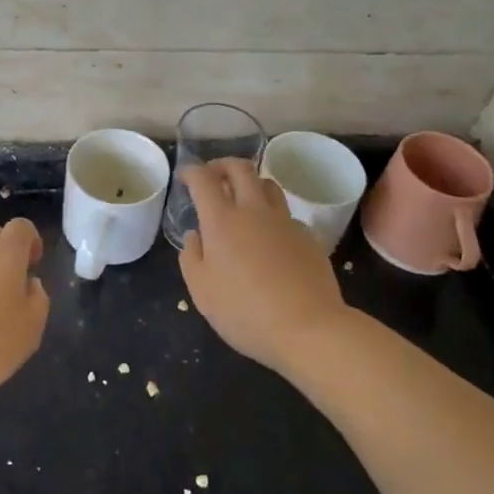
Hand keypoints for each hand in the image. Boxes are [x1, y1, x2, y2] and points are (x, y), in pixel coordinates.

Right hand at [177, 159, 349, 375]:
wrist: (309, 328)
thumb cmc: (245, 312)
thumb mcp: (202, 291)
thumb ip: (191, 257)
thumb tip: (194, 235)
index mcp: (222, 220)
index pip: (203, 179)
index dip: (191, 171)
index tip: (184, 176)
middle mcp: (254, 211)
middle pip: (240, 168)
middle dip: (222, 165)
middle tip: (213, 176)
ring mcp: (284, 221)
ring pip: (268, 184)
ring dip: (251, 183)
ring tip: (243, 199)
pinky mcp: (307, 236)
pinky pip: (286, 214)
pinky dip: (272, 215)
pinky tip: (269, 237)